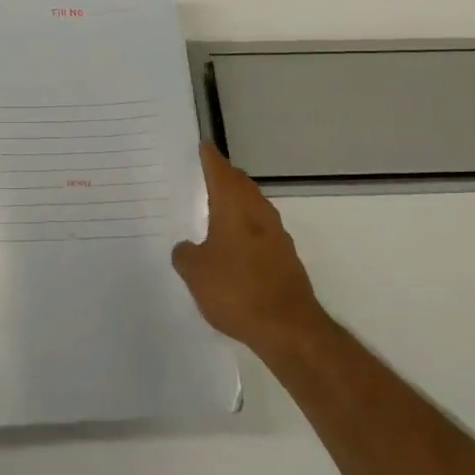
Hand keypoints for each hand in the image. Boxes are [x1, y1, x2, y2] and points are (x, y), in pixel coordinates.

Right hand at [173, 143, 327, 357]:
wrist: (289, 329)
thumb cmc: (236, 290)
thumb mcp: (195, 272)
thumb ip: (185, 254)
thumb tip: (187, 248)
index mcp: (234, 208)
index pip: (220, 172)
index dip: (210, 158)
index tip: (204, 146)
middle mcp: (258, 214)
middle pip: (241, 185)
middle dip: (226, 176)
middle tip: (209, 172)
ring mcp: (277, 236)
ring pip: (255, 206)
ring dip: (239, 201)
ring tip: (220, 205)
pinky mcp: (286, 259)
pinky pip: (262, 230)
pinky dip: (248, 227)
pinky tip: (237, 243)